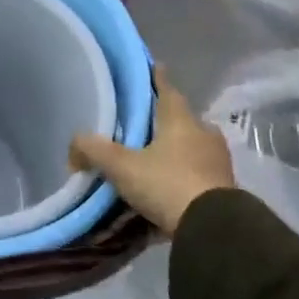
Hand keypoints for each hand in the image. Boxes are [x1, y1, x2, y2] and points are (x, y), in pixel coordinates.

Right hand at [69, 66, 235, 233]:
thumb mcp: (122, 167)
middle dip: (167, 120)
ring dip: (178, 150)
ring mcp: (218, 163)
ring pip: (194, 147)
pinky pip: (200, 175)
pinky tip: (170, 188)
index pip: (168, 89)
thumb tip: (73, 145)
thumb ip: (94, 151)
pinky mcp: (225, 191)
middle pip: (184, 119)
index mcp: (181, 119)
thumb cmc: (168, 183)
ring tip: (155, 158)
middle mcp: (204, 134)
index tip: (153, 67)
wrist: (214, 230)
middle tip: (146, 122)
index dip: (158, 78)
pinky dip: (186, 176)